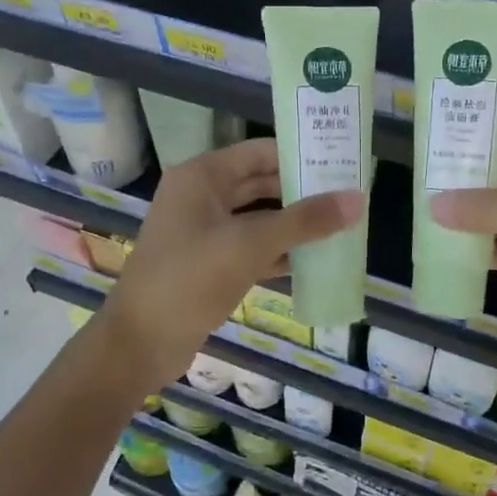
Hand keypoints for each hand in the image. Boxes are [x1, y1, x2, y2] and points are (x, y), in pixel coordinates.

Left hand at [100, 138, 362, 380]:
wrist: (139, 344)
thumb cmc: (190, 280)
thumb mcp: (250, 245)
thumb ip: (304, 221)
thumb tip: (357, 199)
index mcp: (202, 177)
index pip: (260, 152)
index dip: (300, 154)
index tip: (341, 161)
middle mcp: (200, 196)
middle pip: (260, 183)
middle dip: (301, 190)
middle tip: (348, 195)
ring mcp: (202, 231)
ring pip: (257, 217)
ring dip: (293, 223)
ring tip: (341, 226)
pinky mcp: (208, 263)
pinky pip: (250, 247)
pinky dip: (278, 251)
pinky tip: (313, 260)